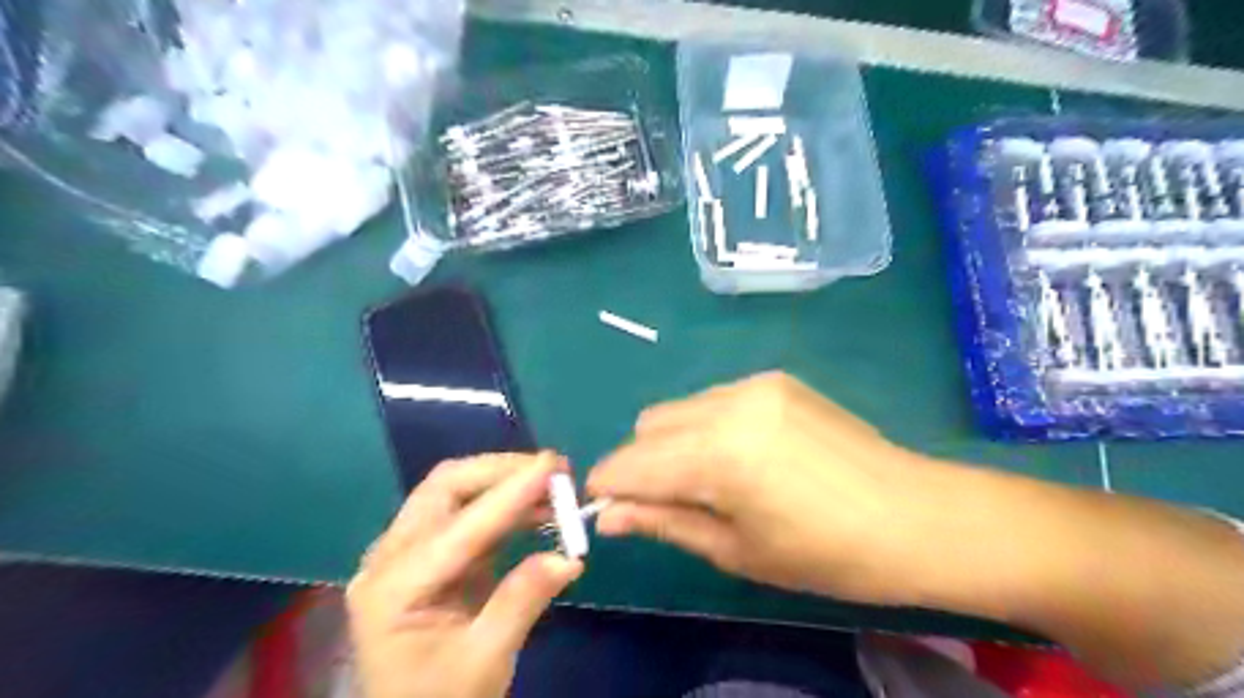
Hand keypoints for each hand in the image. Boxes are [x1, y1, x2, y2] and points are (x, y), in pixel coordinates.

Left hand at [347, 453, 587, 697]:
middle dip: (501, 471)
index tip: (553, 466)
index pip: (459, 528)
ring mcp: (405, 553)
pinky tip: (536, 508)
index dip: (510, 494)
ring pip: (454, 492)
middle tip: (554, 470)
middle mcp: (389, 558)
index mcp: (391, 589)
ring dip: (504, 482)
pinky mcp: (429, 555)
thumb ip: (522, 601)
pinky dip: (503, 504)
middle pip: (445, 488)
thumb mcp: (485, 662)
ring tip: (553, 484)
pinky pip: (466, 512)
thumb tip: (569, 557)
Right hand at [584, 372, 944, 604]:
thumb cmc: (825, 554)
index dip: (607, 485)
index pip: (630, 462)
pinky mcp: (775, 379)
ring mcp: (754, 384)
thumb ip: (664, 522)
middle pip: (648, 425)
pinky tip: (744, 455)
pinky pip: (715, 399)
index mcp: (717, 455)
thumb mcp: (736, 549)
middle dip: (641, 463)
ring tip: (711, 479)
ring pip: (680, 408)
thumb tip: (607, 515)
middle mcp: (727, 405)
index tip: (605, 508)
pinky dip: (707, 427)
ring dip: (673, 442)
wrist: (915, 516)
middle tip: (668, 501)